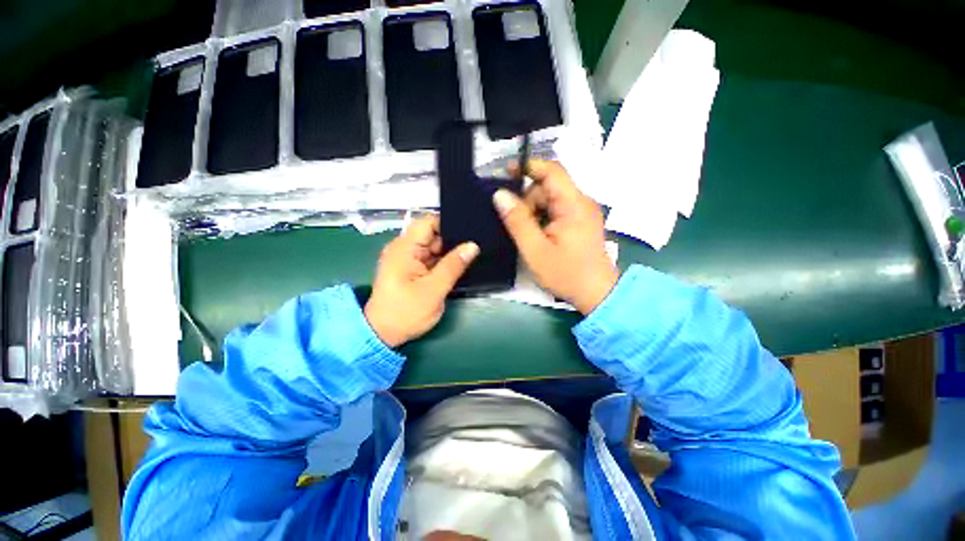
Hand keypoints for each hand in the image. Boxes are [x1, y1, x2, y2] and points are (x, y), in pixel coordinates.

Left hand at [365, 216, 478, 347]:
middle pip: (432, 234)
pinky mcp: (408, 270)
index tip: (473, 229)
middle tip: (480, 243)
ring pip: (432, 247)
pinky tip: (460, 265)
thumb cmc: (405, 312)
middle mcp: (402, 248)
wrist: (382, 334)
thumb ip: (453, 266)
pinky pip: (428, 259)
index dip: (450, 223)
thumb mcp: (433, 290)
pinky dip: (441, 262)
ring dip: (448, 252)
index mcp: (404, 247)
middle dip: (453, 239)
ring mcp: (404, 259)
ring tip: (475, 253)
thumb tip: (473, 245)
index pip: (429, 222)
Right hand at [492, 160, 618, 314]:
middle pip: (549, 185)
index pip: (551, 169)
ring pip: (553, 197)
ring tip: (529, 235)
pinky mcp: (584, 220)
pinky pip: (560, 207)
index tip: (505, 173)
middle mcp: (582, 201)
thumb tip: (499, 194)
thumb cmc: (567, 274)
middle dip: (529, 198)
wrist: (598, 295)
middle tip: (517, 223)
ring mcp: (585, 210)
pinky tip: (539, 235)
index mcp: (573, 204)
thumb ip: (517, 220)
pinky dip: (545, 215)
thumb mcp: (535, 250)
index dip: (528, 166)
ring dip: (536, 209)